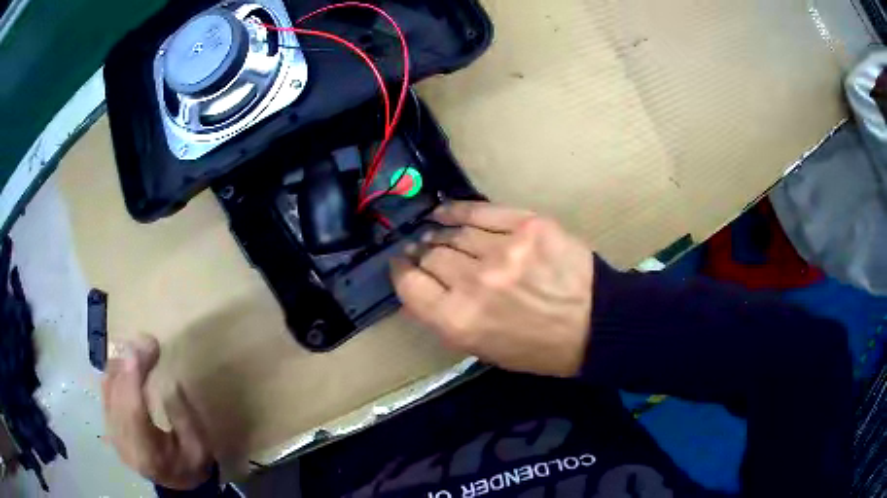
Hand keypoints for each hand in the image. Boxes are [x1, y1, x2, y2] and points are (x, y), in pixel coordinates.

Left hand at [102, 335, 214, 489]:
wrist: (175, 483)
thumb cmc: (191, 465)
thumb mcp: (199, 447)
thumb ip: (185, 419)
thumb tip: (170, 384)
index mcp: (147, 453)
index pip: (133, 411)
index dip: (134, 378)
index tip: (142, 348)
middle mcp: (123, 443)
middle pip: (117, 395)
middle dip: (129, 363)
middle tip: (148, 341)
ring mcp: (112, 433)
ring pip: (108, 389)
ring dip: (121, 363)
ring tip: (138, 347)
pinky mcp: (108, 424)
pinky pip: (106, 390)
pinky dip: (114, 371)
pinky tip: (125, 359)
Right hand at [392, 202, 593, 376]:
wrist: (593, 325)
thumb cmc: (537, 348)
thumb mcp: (482, 349)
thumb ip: (446, 319)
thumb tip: (421, 286)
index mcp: (459, 321)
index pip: (410, 286)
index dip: (401, 272)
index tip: (401, 265)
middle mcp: (474, 283)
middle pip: (430, 255)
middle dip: (421, 253)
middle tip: (422, 250)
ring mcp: (502, 250)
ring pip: (453, 232)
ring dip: (439, 233)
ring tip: (436, 232)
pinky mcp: (526, 226)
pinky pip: (480, 210)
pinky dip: (458, 210)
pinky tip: (447, 211)